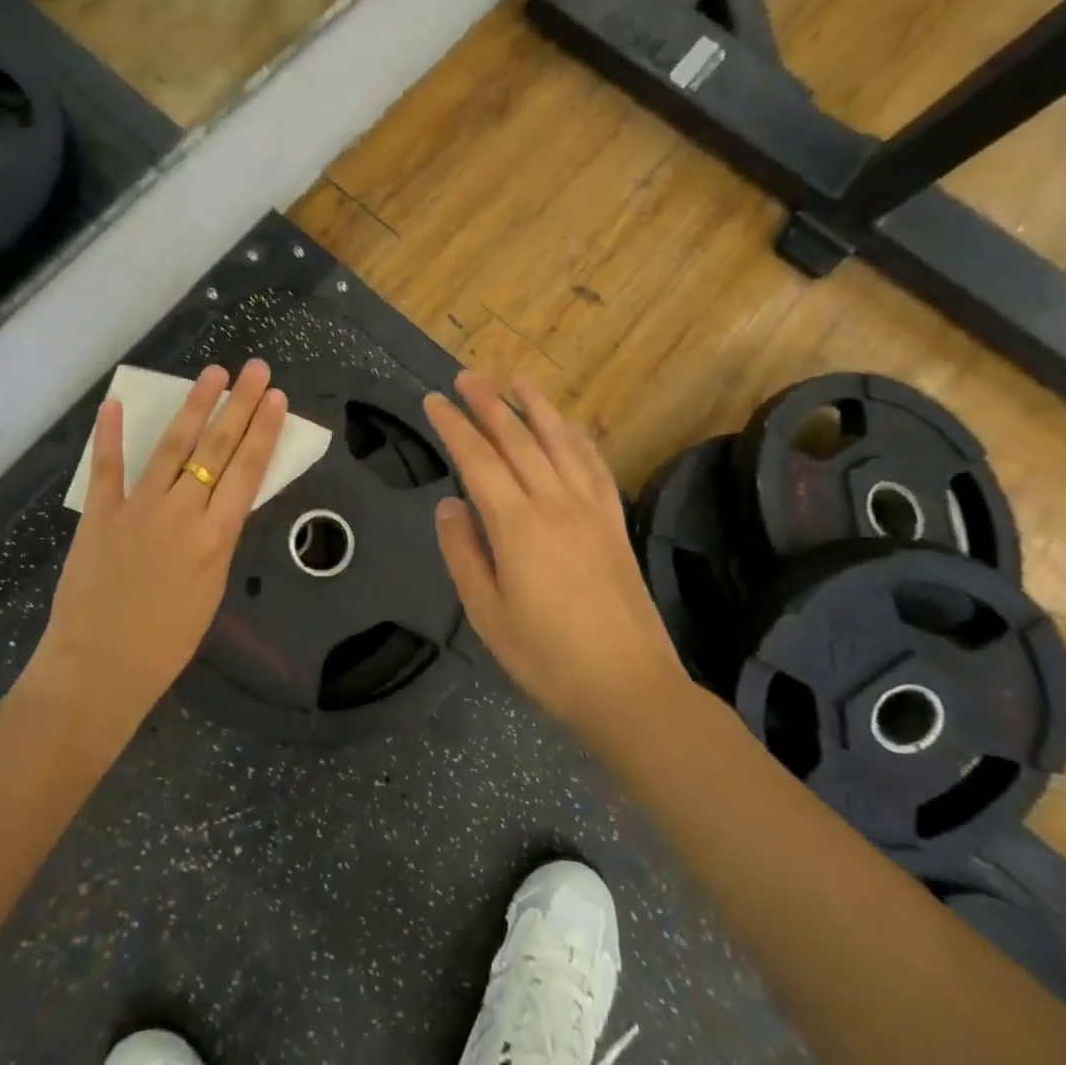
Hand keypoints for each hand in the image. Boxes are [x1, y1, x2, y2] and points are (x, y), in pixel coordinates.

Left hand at [32, 361, 288, 722]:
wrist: (99, 671)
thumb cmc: (164, 644)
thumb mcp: (210, 590)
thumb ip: (217, 540)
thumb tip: (221, 502)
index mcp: (215, 537)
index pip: (247, 471)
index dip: (263, 431)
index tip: (275, 397)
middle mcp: (182, 512)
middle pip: (217, 448)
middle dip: (240, 405)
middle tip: (255, 369)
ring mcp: (138, 508)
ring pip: (172, 446)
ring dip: (194, 406)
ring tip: (212, 373)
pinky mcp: (99, 514)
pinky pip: (107, 468)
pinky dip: (110, 435)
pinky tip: (114, 404)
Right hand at [423, 371, 689, 737]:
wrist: (631, 689)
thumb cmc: (547, 657)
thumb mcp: (486, 614)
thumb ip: (463, 552)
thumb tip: (449, 504)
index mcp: (517, 525)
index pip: (478, 459)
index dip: (453, 426)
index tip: (433, 401)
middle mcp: (555, 503)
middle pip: (517, 439)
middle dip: (488, 403)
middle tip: (466, 377)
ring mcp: (590, 509)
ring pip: (559, 442)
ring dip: (535, 406)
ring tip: (516, 379)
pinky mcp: (615, 522)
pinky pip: (596, 466)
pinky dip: (579, 438)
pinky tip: (569, 425)